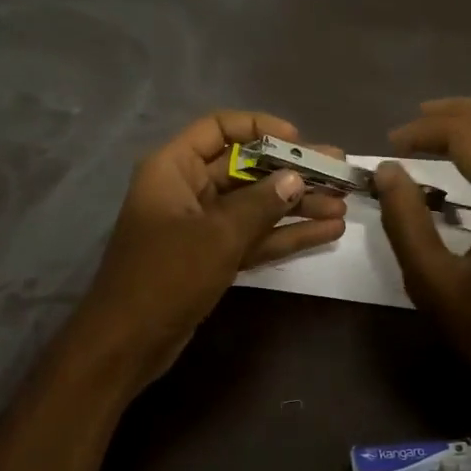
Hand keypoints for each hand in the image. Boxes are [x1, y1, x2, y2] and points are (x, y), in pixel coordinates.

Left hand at [73, 110, 346, 381]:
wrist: (128, 343)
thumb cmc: (167, 276)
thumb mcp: (218, 235)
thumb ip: (261, 204)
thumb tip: (295, 179)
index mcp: (173, 168)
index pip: (218, 129)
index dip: (259, 128)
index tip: (298, 141)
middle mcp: (186, 189)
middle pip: (244, 168)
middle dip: (291, 171)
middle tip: (338, 171)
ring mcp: (200, 226)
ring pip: (254, 205)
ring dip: (296, 206)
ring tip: (343, 205)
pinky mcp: (211, 257)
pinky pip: (253, 236)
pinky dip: (284, 234)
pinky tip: (326, 232)